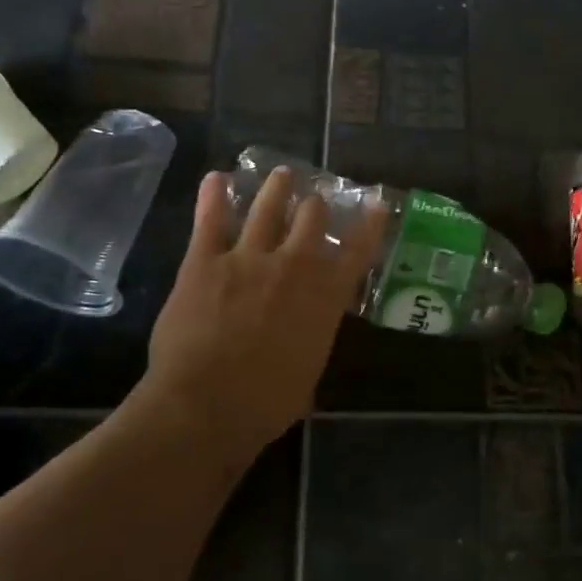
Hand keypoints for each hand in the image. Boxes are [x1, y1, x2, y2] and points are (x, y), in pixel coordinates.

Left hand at [142, 167, 386, 455]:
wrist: (206, 405)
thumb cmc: (266, 403)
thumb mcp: (309, 374)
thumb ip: (312, 341)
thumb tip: (307, 338)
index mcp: (325, 297)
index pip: (357, 250)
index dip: (370, 224)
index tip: (377, 203)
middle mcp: (293, 266)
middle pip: (312, 217)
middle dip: (316, 205)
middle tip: (315, 199)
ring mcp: (248, 258)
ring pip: (267, 207)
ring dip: (276, 187)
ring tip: (281, 174)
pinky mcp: (204, 261)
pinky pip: (211, 219)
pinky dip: (213, 196)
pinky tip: (216, 178)